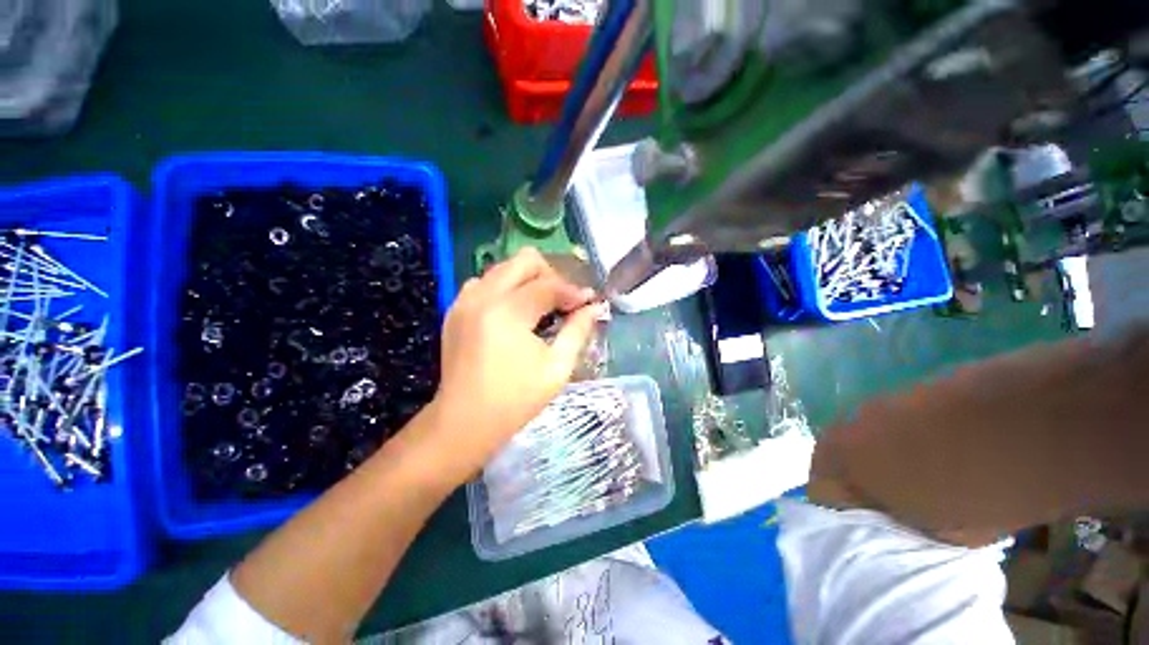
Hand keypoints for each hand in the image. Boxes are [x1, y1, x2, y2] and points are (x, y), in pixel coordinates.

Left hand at [426, 248, 604, 475]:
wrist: (463, 422)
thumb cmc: (515, 400)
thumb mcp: (556, 368)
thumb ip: (578, 331)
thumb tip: (594, 308)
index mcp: (507, 312)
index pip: (548, 285)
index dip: (573, 291)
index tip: (589, 302)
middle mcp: (482, 296)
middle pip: (524, 260)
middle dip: (550, 276)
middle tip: (562, 302)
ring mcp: (464, 301)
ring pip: (503, 268)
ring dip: (527, 281)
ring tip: (539, 308)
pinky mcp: (455, 310)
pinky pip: (485, 282)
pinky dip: (505, 289)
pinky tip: (514, 315)